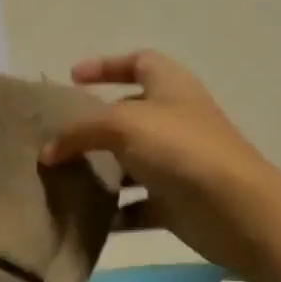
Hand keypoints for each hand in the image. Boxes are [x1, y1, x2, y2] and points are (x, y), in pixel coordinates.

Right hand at [40, 51, 280, 272]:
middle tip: (59, 140)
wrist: (233, 208)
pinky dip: (115, 212)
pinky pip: (137, 205)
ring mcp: (177, 163)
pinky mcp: (175, 201)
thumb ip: (79, 132)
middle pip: (130, 116)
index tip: (73, 77)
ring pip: (130, 164)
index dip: (106, 65)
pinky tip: (88, 219)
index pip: (139, 62)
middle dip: (94, 127)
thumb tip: (48, 152)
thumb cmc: (180, 150)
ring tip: (64, 181)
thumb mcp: (122, 126)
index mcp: (171, 87)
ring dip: (100, 172)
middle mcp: (175, 121)